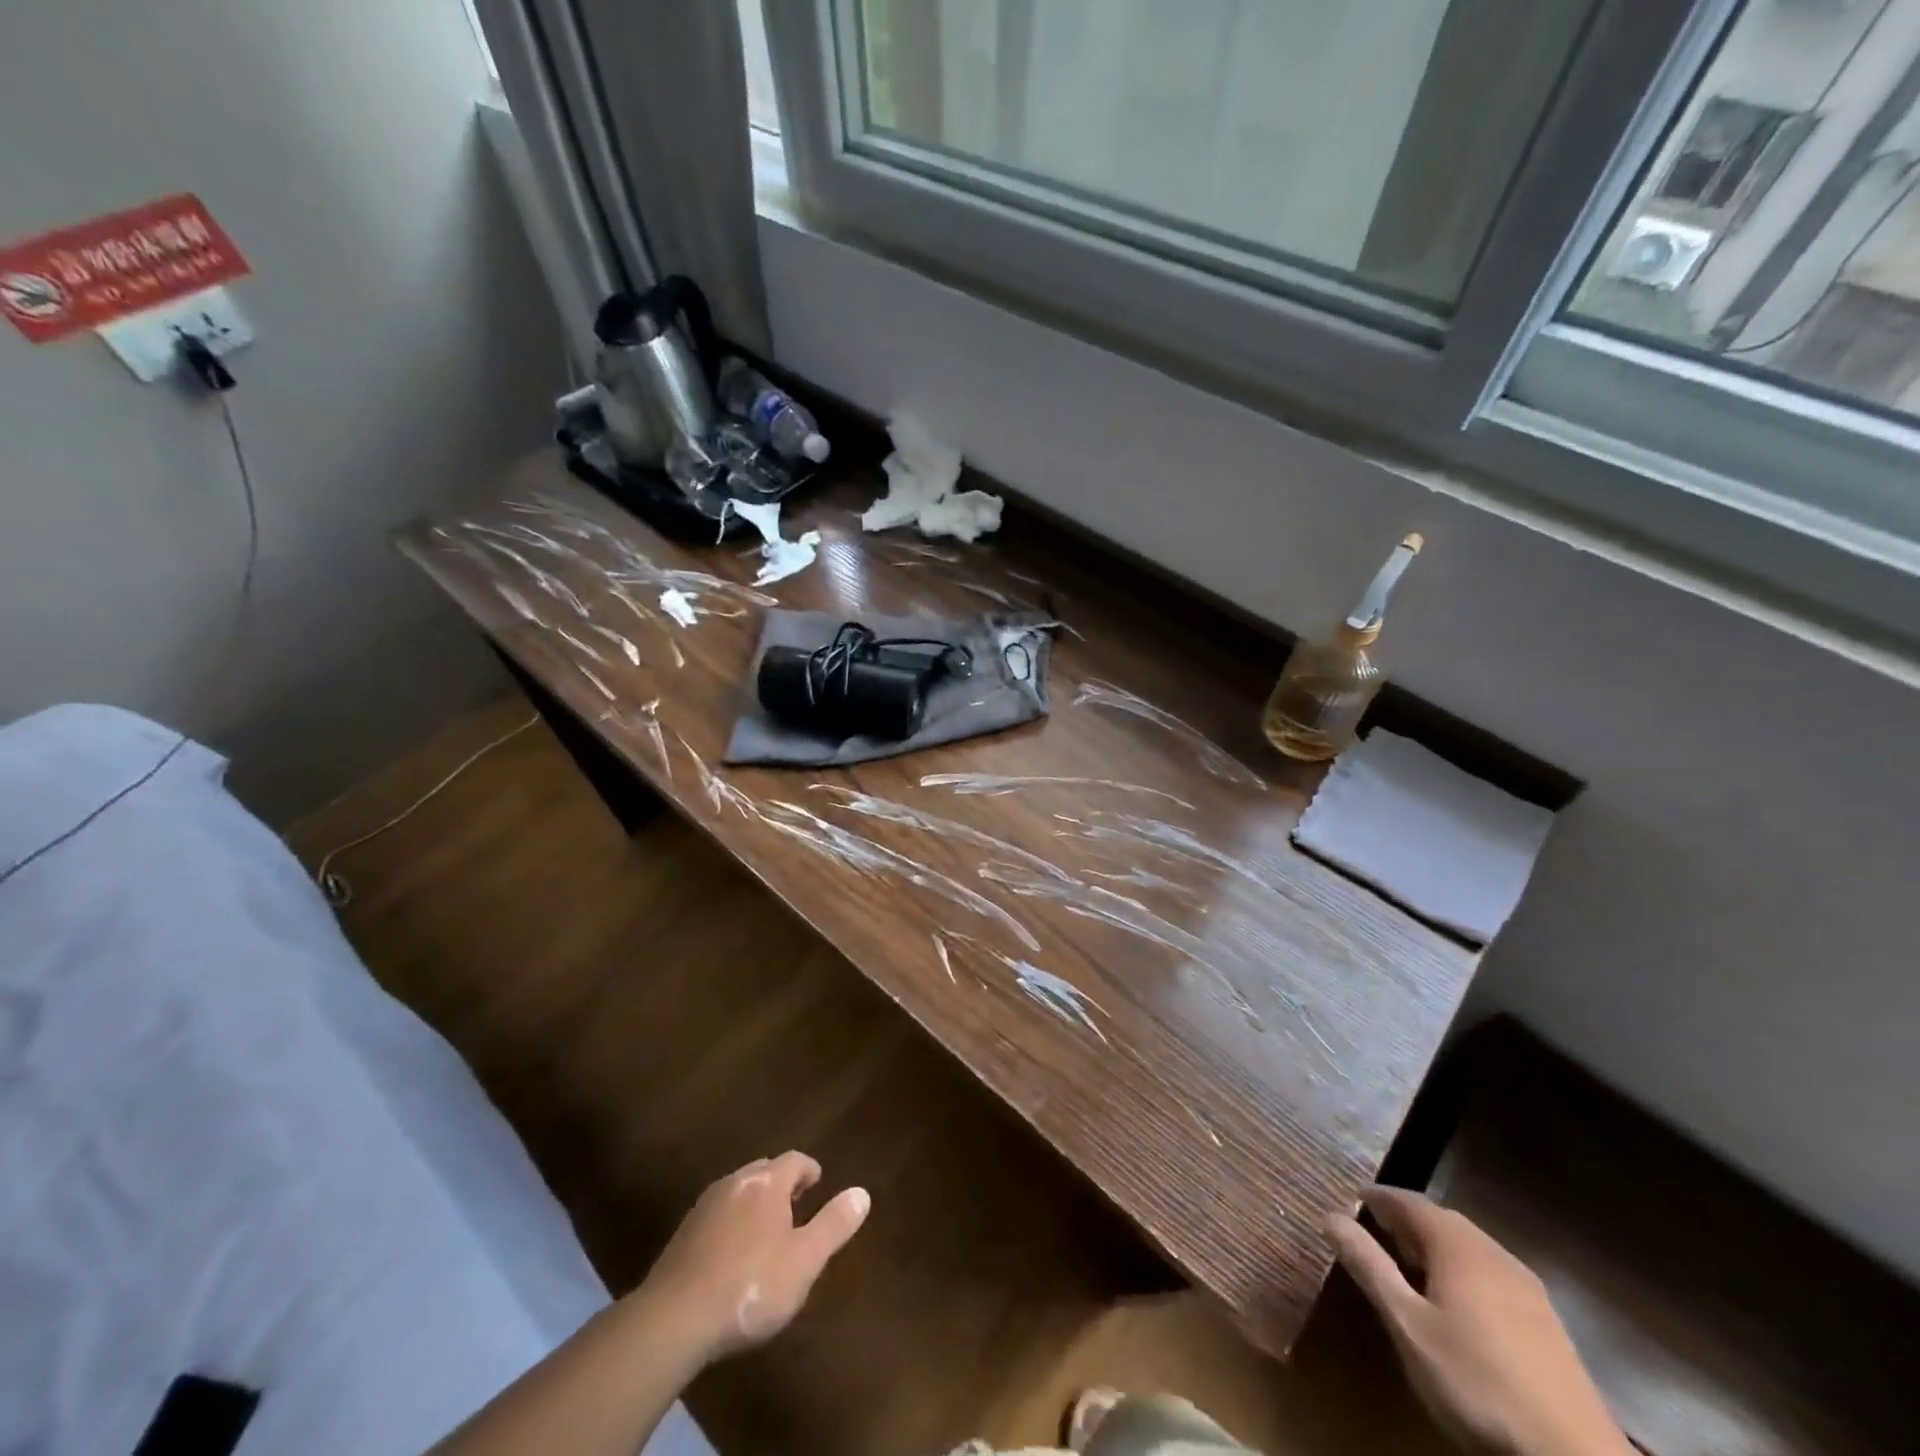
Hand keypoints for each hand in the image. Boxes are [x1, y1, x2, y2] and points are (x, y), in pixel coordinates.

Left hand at [641, 1151, 870, 1361]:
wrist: (673, 1320)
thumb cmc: (750, 1286)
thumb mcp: (804, 1261)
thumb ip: (834, 1225)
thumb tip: (862, 1193)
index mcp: (767, 1183)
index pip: (795, 1160)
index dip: (809, 1169)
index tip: (818, 1183)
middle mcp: (735, 1182)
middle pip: (764, 1171)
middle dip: (782, 1183)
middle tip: (796, 1205)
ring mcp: (704, 1207)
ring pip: (738, 1191)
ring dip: (755, 1203)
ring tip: (767, 1230)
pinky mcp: (683, 1235)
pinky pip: (717, 1215)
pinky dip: (732, 1223)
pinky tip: (732, 1254)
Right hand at [1330, 1187, 1630, 1455]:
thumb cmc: (1476, 1380)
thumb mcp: (1407, 1324)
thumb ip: (1369, 1266)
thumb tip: (1330, 1216)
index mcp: (1456, 1244)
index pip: (1409, 1201)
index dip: (1378, 1197)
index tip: (1353, 1197)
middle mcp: (1493, 1252)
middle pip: (1442, 1220)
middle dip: (1407, 1220)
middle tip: (1376, 1229)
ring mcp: (1527, 1288)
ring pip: (1470, 1248)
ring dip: (1436, 1247)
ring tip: (1410, 1265)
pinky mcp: (1547, 1324)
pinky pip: (1492, 1275)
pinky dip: (1463, 1272)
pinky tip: (1458, 1304)